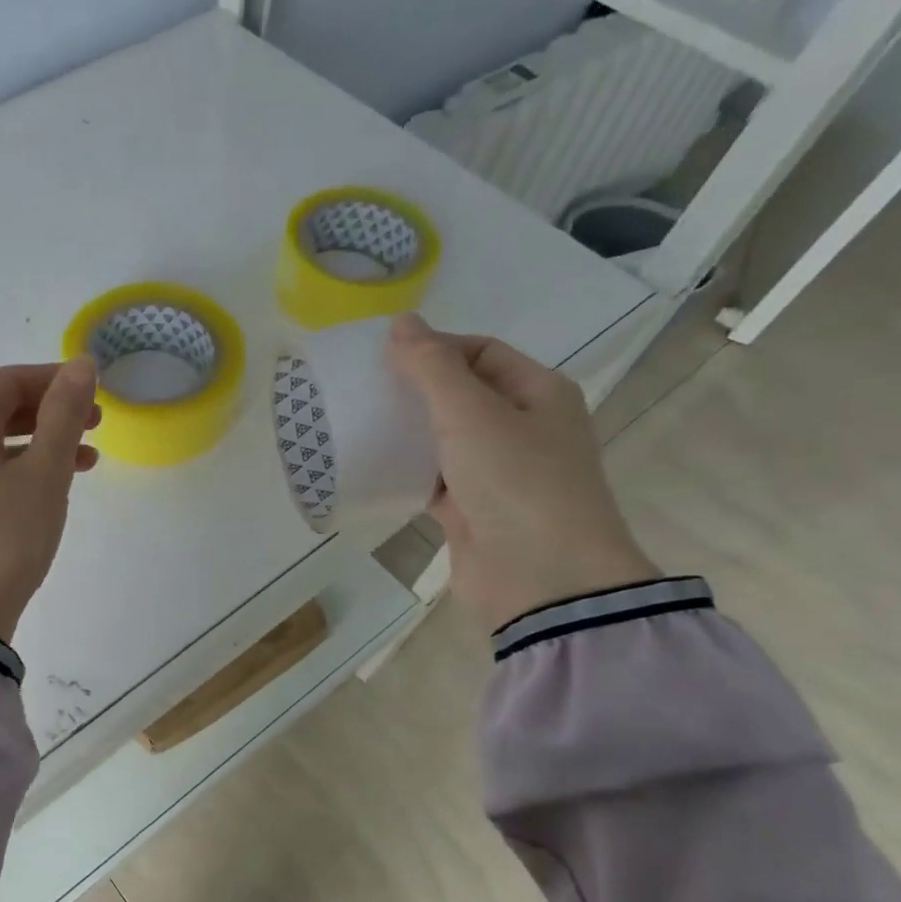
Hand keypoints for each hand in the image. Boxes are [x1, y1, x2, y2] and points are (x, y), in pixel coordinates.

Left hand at [0, 358, 100, 641]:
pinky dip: (24, 470)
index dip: (53, 377)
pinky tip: (54, 488)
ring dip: (43, 443)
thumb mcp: (45, 471)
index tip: (94, 389)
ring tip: (88, 459)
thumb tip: (81, 364)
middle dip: (51, 411)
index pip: (8, 381)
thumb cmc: (6, 535)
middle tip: (96, 423)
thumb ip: (64, 414)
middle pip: (0, 410)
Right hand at [387, 314, 657, 632]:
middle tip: (364, 389)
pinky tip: (372, 466)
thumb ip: (432, 367)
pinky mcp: (473, 510)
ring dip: (408, 431)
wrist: (541, 580)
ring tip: (359, 422)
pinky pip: (434, 478)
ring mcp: (498, 472)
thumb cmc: (515, 482)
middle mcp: (523, 427)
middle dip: (415, 389)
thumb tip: (402, 322)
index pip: (482, 352)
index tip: (384, 358)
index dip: (435, 347)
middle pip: (462, 393)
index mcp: (538, 392)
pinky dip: (407, 471)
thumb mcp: (471, 413)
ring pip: (445, 438)